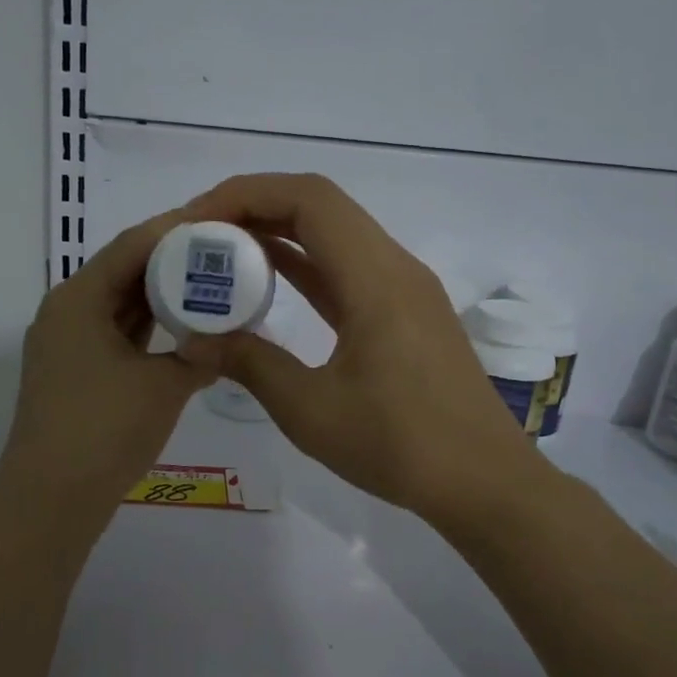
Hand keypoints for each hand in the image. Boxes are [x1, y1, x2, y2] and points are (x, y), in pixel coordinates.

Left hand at [0, 209, 220, 520]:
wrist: (51, 500)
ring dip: (160, 297)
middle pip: (123, 270)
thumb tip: (231, 342)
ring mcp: (66, 344)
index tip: (219, 223)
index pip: (132, 245)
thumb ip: (201, 355)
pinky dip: (147, 329)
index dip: (176, 230)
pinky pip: (115, 335)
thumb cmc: (105, 430)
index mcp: (78, 299)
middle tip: (222, 255)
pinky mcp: (73, 372)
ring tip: (210, 285)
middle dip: (172, 262)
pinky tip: (183, 330)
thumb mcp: (164, 387)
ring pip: (120, 305)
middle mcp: (66, 311)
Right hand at [184, 173, 540, 528]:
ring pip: (335, 234)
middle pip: (320, 206)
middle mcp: (394, 267)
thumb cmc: (399, 445)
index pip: (308, 199)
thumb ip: (249, 364)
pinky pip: (347, 267)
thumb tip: (193, 340)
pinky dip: (304, 263)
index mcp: (376, 279)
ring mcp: (405, 288)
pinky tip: (268, 281)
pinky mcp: (405, 312)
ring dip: (279, 233)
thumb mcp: (310, 410)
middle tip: (201, 235)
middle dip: (255, 208)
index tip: (197, 221)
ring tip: (223, 254)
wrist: (483, 482)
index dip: (247, 195)